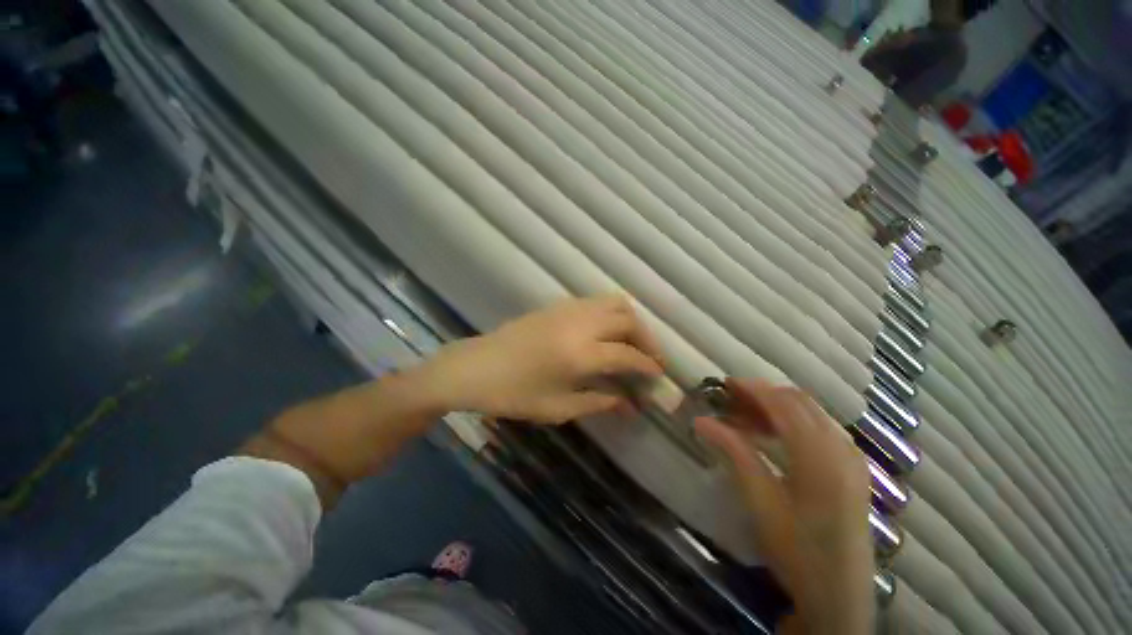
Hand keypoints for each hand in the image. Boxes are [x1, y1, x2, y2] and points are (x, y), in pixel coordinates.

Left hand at [418, 295, 663, 423]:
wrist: (474, 368)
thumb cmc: (513, 395)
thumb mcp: (558, 407)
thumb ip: (599, 402)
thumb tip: (629, 404)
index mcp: (580, 354)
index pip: (628, 355)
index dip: (648, 366)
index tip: (658, 376)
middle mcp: (580, 324)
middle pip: (628, 320)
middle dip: (647, 339)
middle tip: (650, 359)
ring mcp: (568, 309)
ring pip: (614, 302)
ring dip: (631, 321)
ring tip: (632, 342)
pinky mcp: (557, 305)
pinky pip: (596, 301)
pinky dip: (611, 313)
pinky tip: (607, 332)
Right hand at [695, 380, 873, 634]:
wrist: (840, 596)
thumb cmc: (797, 551)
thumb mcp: (761, 502)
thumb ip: (734, 452)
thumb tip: (701, 420)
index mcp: (821, 457)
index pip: (784, 404)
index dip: (753, 389)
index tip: (724, 384)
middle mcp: (842, 449)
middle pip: (800, 402)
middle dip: (764, 394)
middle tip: (731, 400)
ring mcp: (853, 457)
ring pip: (812, 412)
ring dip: (778, 406)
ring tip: (746, 417)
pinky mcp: (854, 467)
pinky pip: (822, 427)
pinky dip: (794, 420)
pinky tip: (774, 435)